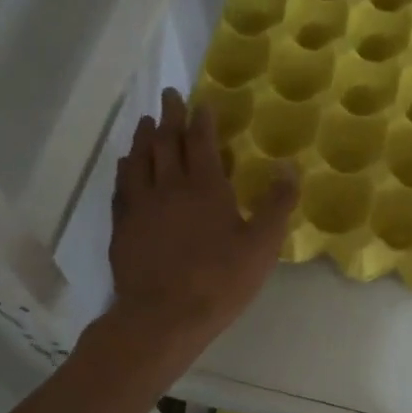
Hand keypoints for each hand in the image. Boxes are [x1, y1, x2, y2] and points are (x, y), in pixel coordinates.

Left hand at [108, 88, 296, 360]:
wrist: (163, 316)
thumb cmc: (219, 281)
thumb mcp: (261, 246)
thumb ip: (276, 205)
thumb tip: (289, 167)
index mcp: (205, 187)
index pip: (200, 142)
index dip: (201, 120)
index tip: (200, 101)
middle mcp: (169, 186)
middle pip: (166, 142)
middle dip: (170, 116)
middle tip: (168, 95)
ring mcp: (141, 205)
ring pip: (139, 159)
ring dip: (144, 137)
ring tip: (146, 123)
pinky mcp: (123, 226)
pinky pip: (121, 186)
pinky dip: (125, 168)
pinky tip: (126, 165)